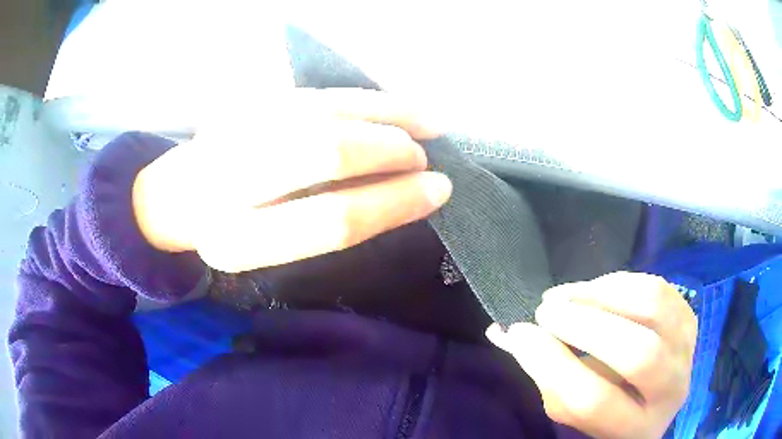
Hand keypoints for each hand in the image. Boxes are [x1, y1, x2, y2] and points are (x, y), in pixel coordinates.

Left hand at [132, 88, 451, 271]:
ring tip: (431, 122)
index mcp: (236, 241)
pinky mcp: (240, 100)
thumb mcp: (271, 250)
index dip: (393, 204)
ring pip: (324, 109)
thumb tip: (401, 191)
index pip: (330, 221)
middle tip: (424, 159)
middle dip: (389, 152)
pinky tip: (394, 104)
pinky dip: (362, 98)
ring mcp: (230, 128)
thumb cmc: (228, 231)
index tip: (438, 191)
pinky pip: (315, 92)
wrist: (173, 197)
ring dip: (387, 113)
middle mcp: (225, 180)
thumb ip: (326, 225)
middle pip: (325, 151)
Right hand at [487, 272, 696, 438]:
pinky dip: (621, 282)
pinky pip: (659, 287)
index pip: (593, 400)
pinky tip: (596, 288)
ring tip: (567, 294)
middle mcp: (671, 392)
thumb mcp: (573, 408)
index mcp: (634, 429)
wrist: (655, 396)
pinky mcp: (690, 319)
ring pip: (653, 308)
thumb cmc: (607, 410)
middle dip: (585, 324)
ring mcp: (687, 350)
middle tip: (546, 309)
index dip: (552, 364)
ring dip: (603, 294)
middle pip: (637, 354)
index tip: (520, 333)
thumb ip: (548, 375)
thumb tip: (511, 333)